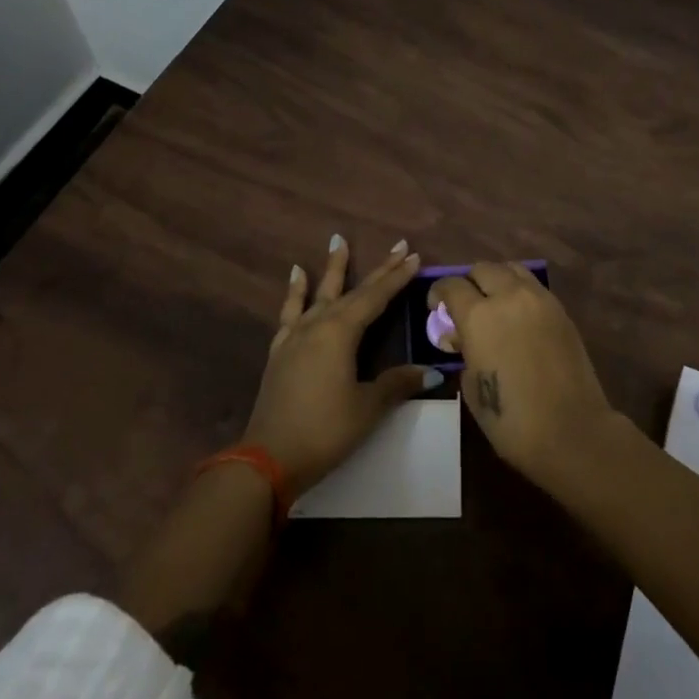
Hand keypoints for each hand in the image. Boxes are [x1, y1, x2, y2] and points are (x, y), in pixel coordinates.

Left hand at [243, 236, 439, 495]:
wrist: (268, 458)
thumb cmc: (325, 430)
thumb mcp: (368, 408)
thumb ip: (396, 384)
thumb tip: (430, 372)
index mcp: (341, 333)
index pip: (376, 298)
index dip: (396, 278)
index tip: (414, 256)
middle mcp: (318, 325)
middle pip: (353, 291)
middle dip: (378, 270)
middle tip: (397, 245)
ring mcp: (295, 336)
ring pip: (319, 293)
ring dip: (331, 268)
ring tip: (337, 240)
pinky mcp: (280, 351)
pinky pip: (290, 312)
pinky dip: (295, 292)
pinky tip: (296, 276)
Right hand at [427, 262, 614, 489]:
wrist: (572, 431)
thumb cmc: (511, 419)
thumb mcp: (472, 387)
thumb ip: (464, 352)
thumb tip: (462, 338)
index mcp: (479, 316)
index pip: (451, 285)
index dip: (438, 293)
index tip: (436, 308)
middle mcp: (509, 296)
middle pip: (482, 269)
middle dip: (469, 283)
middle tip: (466, 306)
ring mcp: (539, 299)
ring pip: (511, 269)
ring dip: (497, 280)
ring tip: (494, 305)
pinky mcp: (561, 310)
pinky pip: (533, 287)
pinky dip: (520, 292)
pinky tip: (518, 317)